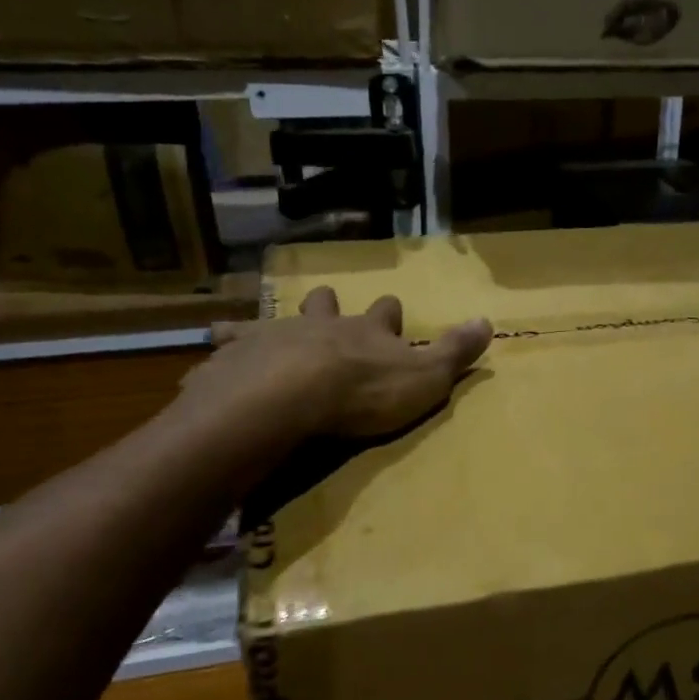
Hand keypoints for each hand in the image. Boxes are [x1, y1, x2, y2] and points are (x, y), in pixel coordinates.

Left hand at [202, 287, 491, 437]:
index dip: (389, 312)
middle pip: (326, 304)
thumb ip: (455, 351)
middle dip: (329, 305)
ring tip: (251, 327)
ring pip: (274, 319)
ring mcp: (277, 335)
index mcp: (367, 332)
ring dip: (270, 323)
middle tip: (326, 306)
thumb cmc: (364, 391)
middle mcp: (321, 324)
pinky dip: (223, 345)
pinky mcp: (239, 355)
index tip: (391, 308)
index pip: (385, 312)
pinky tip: (210, 350)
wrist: (291, 395)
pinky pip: (228, 344)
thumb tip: (488, 320)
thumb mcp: (425, 377)